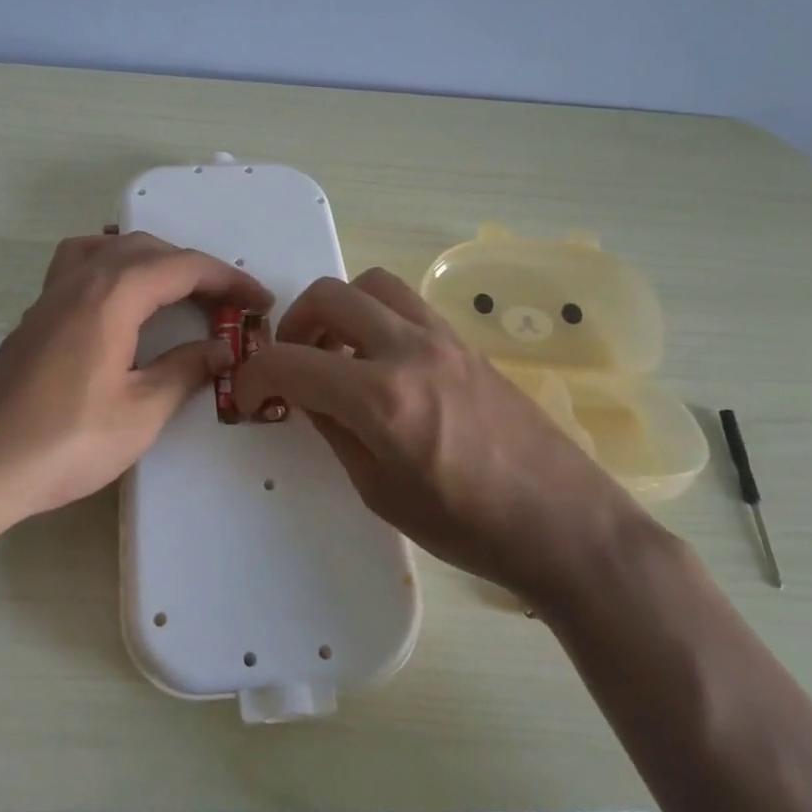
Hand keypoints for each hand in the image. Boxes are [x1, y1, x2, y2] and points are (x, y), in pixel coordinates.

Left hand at [0, 231, 271, 529]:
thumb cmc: (62, 442)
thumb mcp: (140, 413)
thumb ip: (185, 371)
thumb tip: (220, 349)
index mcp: (112, 294)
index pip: (184, 267)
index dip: (229, 280)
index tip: (261, 301)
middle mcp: (81, 279)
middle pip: (149, 250)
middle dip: (195, 269)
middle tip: (228, 305)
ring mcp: (52, 294)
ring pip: (112, 250)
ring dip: (153, 260)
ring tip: (178, 290)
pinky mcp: (36, 315)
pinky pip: (81, 264)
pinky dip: (114, 266)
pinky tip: (119, 298)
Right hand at [235, 268, 641, 595]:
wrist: (564, 523)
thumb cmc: (468, 527)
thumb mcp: (381, 491)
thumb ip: (335, 431)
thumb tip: (307, 396)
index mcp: (380, 397)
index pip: (291, 362)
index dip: (254, 376)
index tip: (247, 394)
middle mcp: (408, 349)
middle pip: (330, 296)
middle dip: (295, 324)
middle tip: (294, 363)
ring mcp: (443, 338)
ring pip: (373, 284)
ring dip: (340, 308)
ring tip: (338, 351)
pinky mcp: (466, 341)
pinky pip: (408, 305)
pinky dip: (378, 317)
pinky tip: (383, 362)